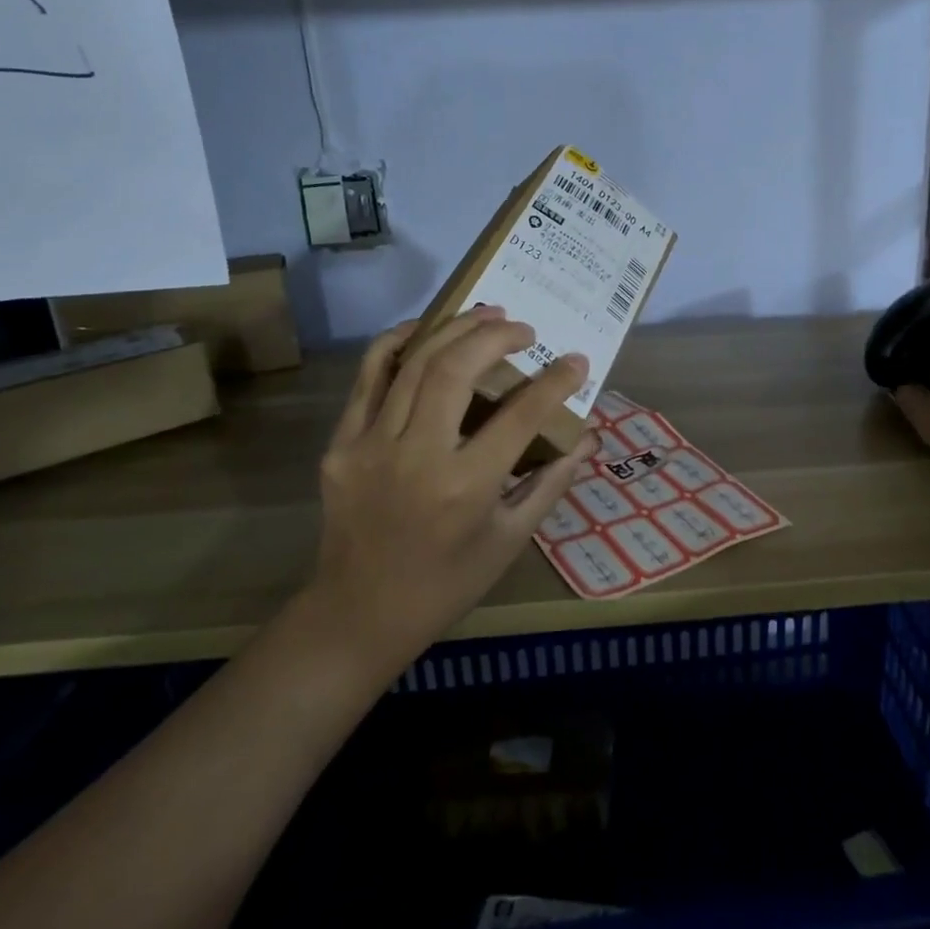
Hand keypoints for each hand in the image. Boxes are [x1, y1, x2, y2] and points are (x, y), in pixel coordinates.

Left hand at [304, 305, 597, 677]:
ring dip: (455, 330)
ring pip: (415, 364)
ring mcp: (371, 446)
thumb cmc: (446, 583)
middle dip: (496, 336)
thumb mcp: (509, 539)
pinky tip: (425, 329)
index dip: (555, 382)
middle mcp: (417, 457)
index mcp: (466, 487)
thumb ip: (551, 482)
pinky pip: (369, 377)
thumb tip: (588, 438)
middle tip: (524, 329)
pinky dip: (398, 343)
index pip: (520, 416)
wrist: (358, 613)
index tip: (576, 362)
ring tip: (486, 315)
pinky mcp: (341, 443)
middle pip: (457, 371)